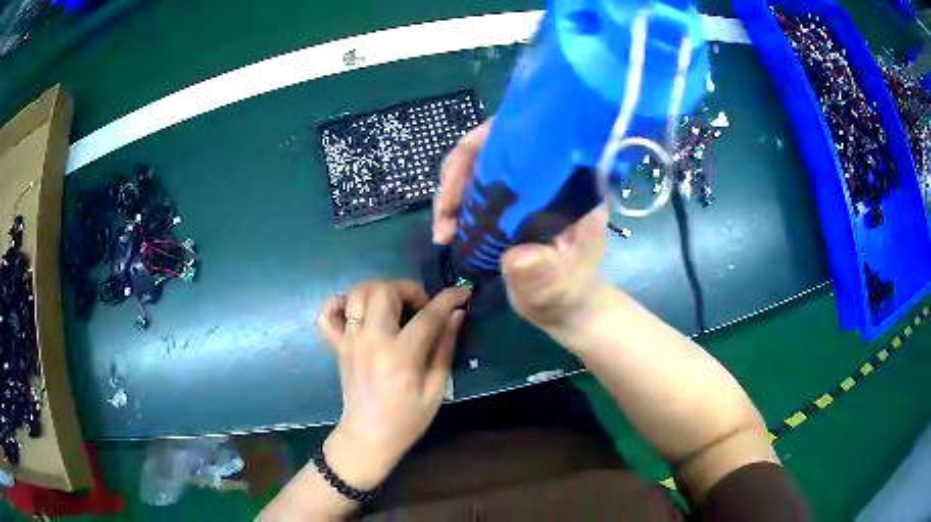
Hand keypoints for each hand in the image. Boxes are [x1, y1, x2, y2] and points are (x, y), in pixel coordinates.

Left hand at [317, 281, 470, 488]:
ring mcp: (350, 341)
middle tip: (422, 308)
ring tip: (395, 306)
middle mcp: (371, 341)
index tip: (462, 292)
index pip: (427, 315)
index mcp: (400, 356)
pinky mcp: (337, 346)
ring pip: (358, 293)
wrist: (368, 436)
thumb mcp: (436, 388)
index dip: (448, 298)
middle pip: (385, 291)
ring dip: (381, 290)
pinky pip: (328, 314)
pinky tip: (359, 311)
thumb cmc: (407, 419)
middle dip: (409, 289)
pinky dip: (340, 302)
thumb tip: (455, 314)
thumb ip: (444, 347)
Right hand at [433, 121, 610, 341]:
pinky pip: (474, 187)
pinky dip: (454, 206)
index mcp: (568, 179)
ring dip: (451, 193)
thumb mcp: (557, 285)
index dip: (485, 144)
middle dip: (457, 174)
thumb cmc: (566, 292)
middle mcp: (545, 172)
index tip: (461, 179)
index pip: (525, 135)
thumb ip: (540, 271)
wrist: (565, 306)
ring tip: (442, 231)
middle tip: (444, 216)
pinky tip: (447, 231)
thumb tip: (516, 257)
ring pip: (477, 166)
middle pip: (491, 145)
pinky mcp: (509, 199)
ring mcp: (524, 184)